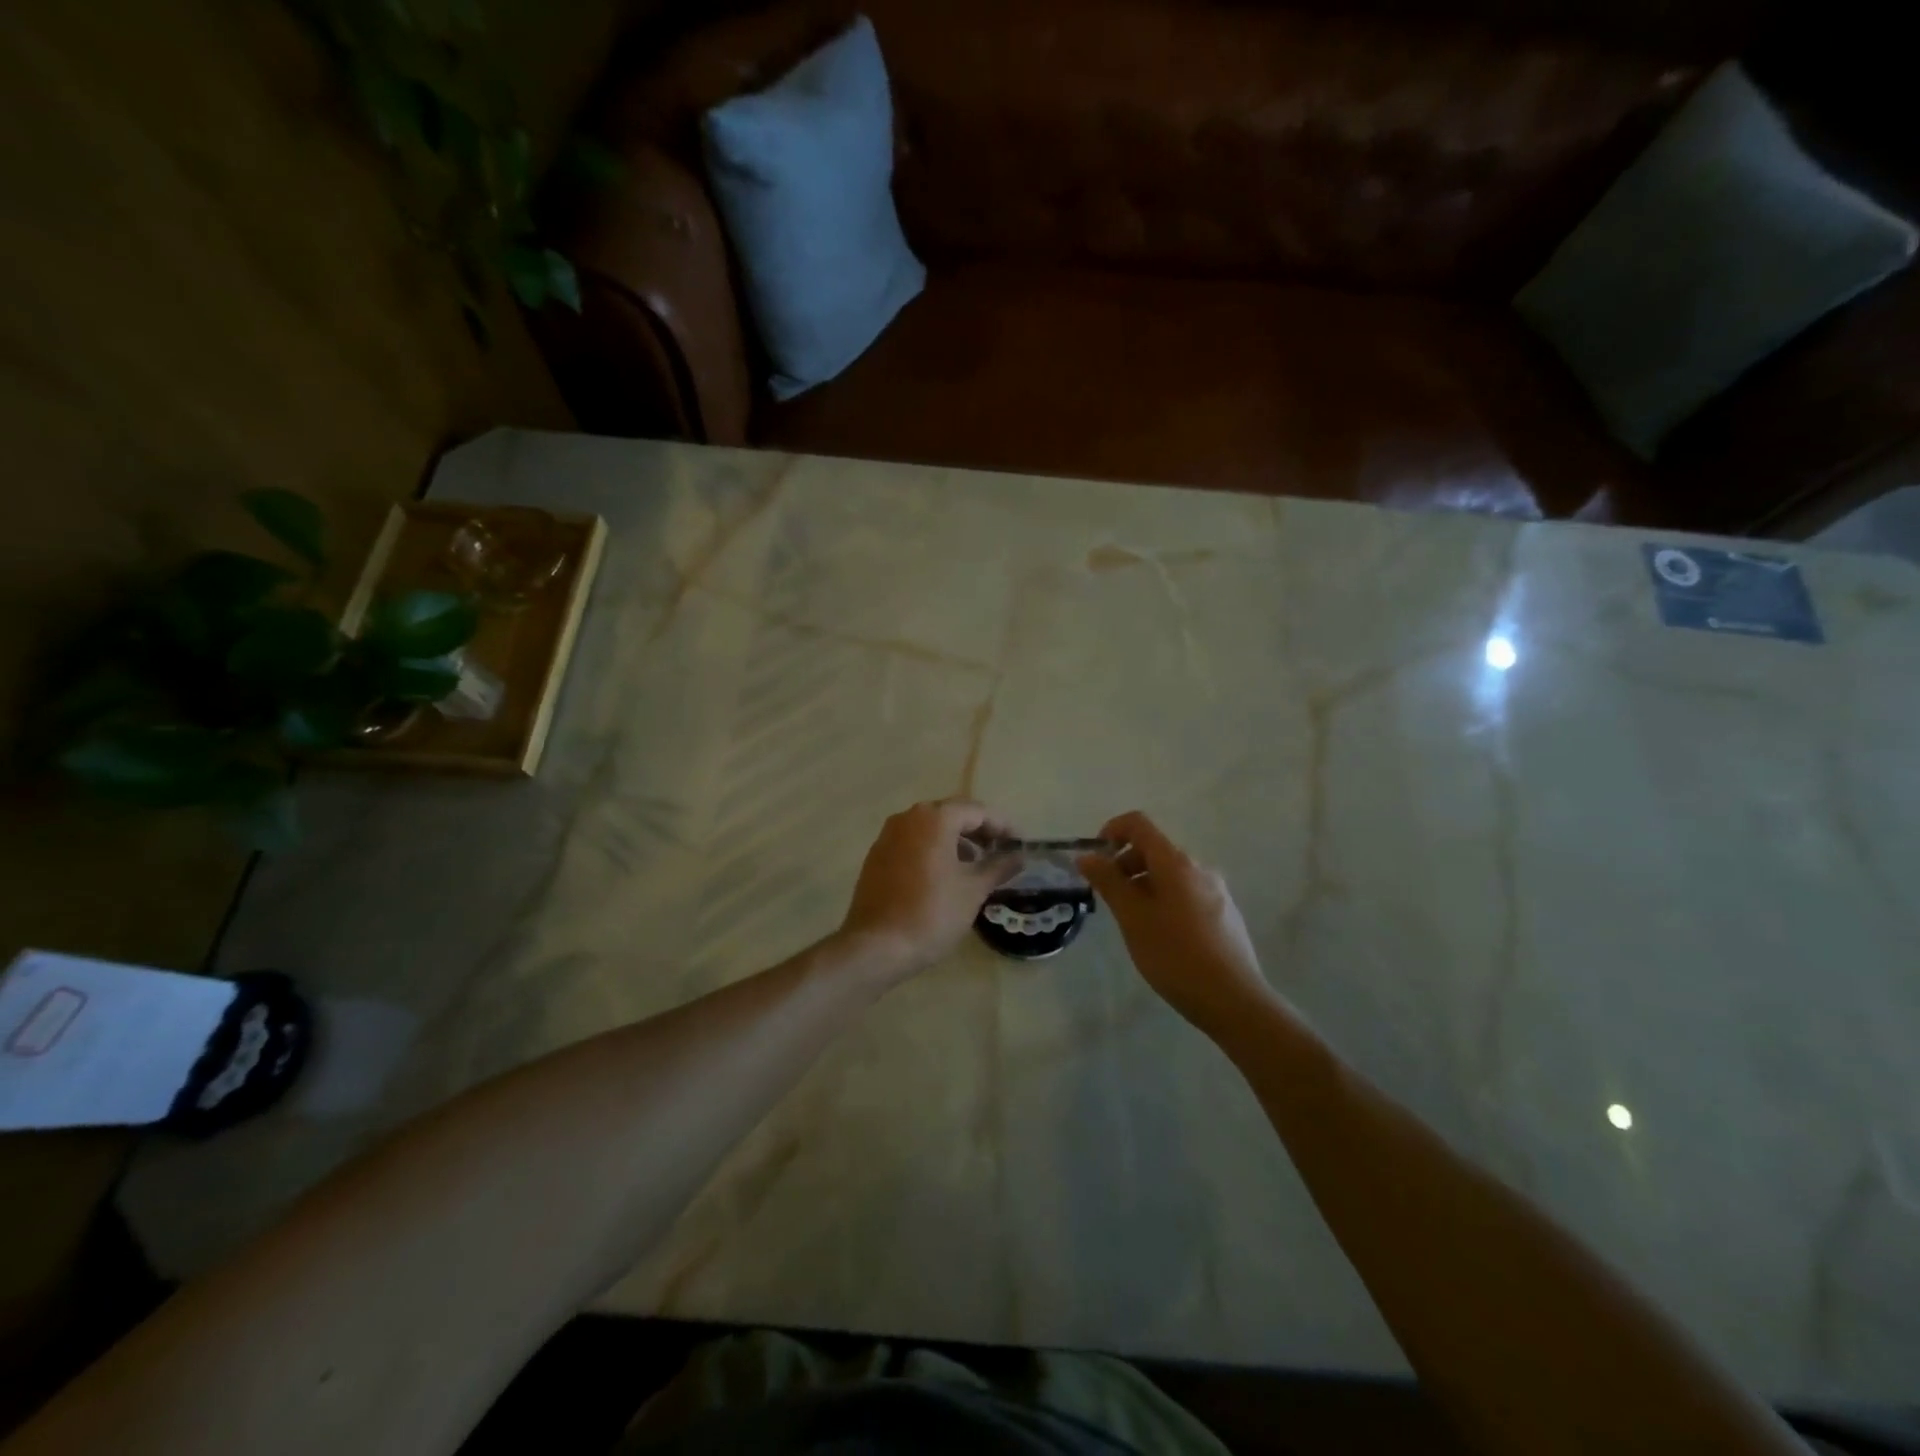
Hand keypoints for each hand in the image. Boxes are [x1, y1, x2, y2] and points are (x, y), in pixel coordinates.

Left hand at [838, 798, 1020, 979]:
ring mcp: (888, 835)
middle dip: (979, 831)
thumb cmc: (932, 913)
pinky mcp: (877, 856)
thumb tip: (1019, 856)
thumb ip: (998, 866)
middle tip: (1001, 852)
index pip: (977, 811)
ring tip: (976, 865)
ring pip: (930, 828)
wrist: (876, 946)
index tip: (1021, 844)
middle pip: (952, 814)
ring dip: (956, 840)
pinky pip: (913, 842)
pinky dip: (933, 850)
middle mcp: (908, 817)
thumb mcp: (973, 890)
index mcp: (934, 818)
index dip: (1003, 826)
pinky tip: (946, 875)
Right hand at [1079, 811, 1272, 1034]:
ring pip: (1170, 874)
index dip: (1112, 831)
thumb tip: (1087, 856)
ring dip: (1144, 885)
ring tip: (1133, 922)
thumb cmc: (1175, 955)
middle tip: (1109, 899)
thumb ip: (1108, 882)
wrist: (1234, 1000)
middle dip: (1125, 865)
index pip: (1138, 824)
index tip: (1095, 859)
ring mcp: (1216, 890)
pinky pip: (1186, 893)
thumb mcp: (1132, 917)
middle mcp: (1199, 867)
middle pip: (1154, 849)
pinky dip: (1164, 900)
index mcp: (1176, 862)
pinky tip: (1162, 937)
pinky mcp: (1225, 913)